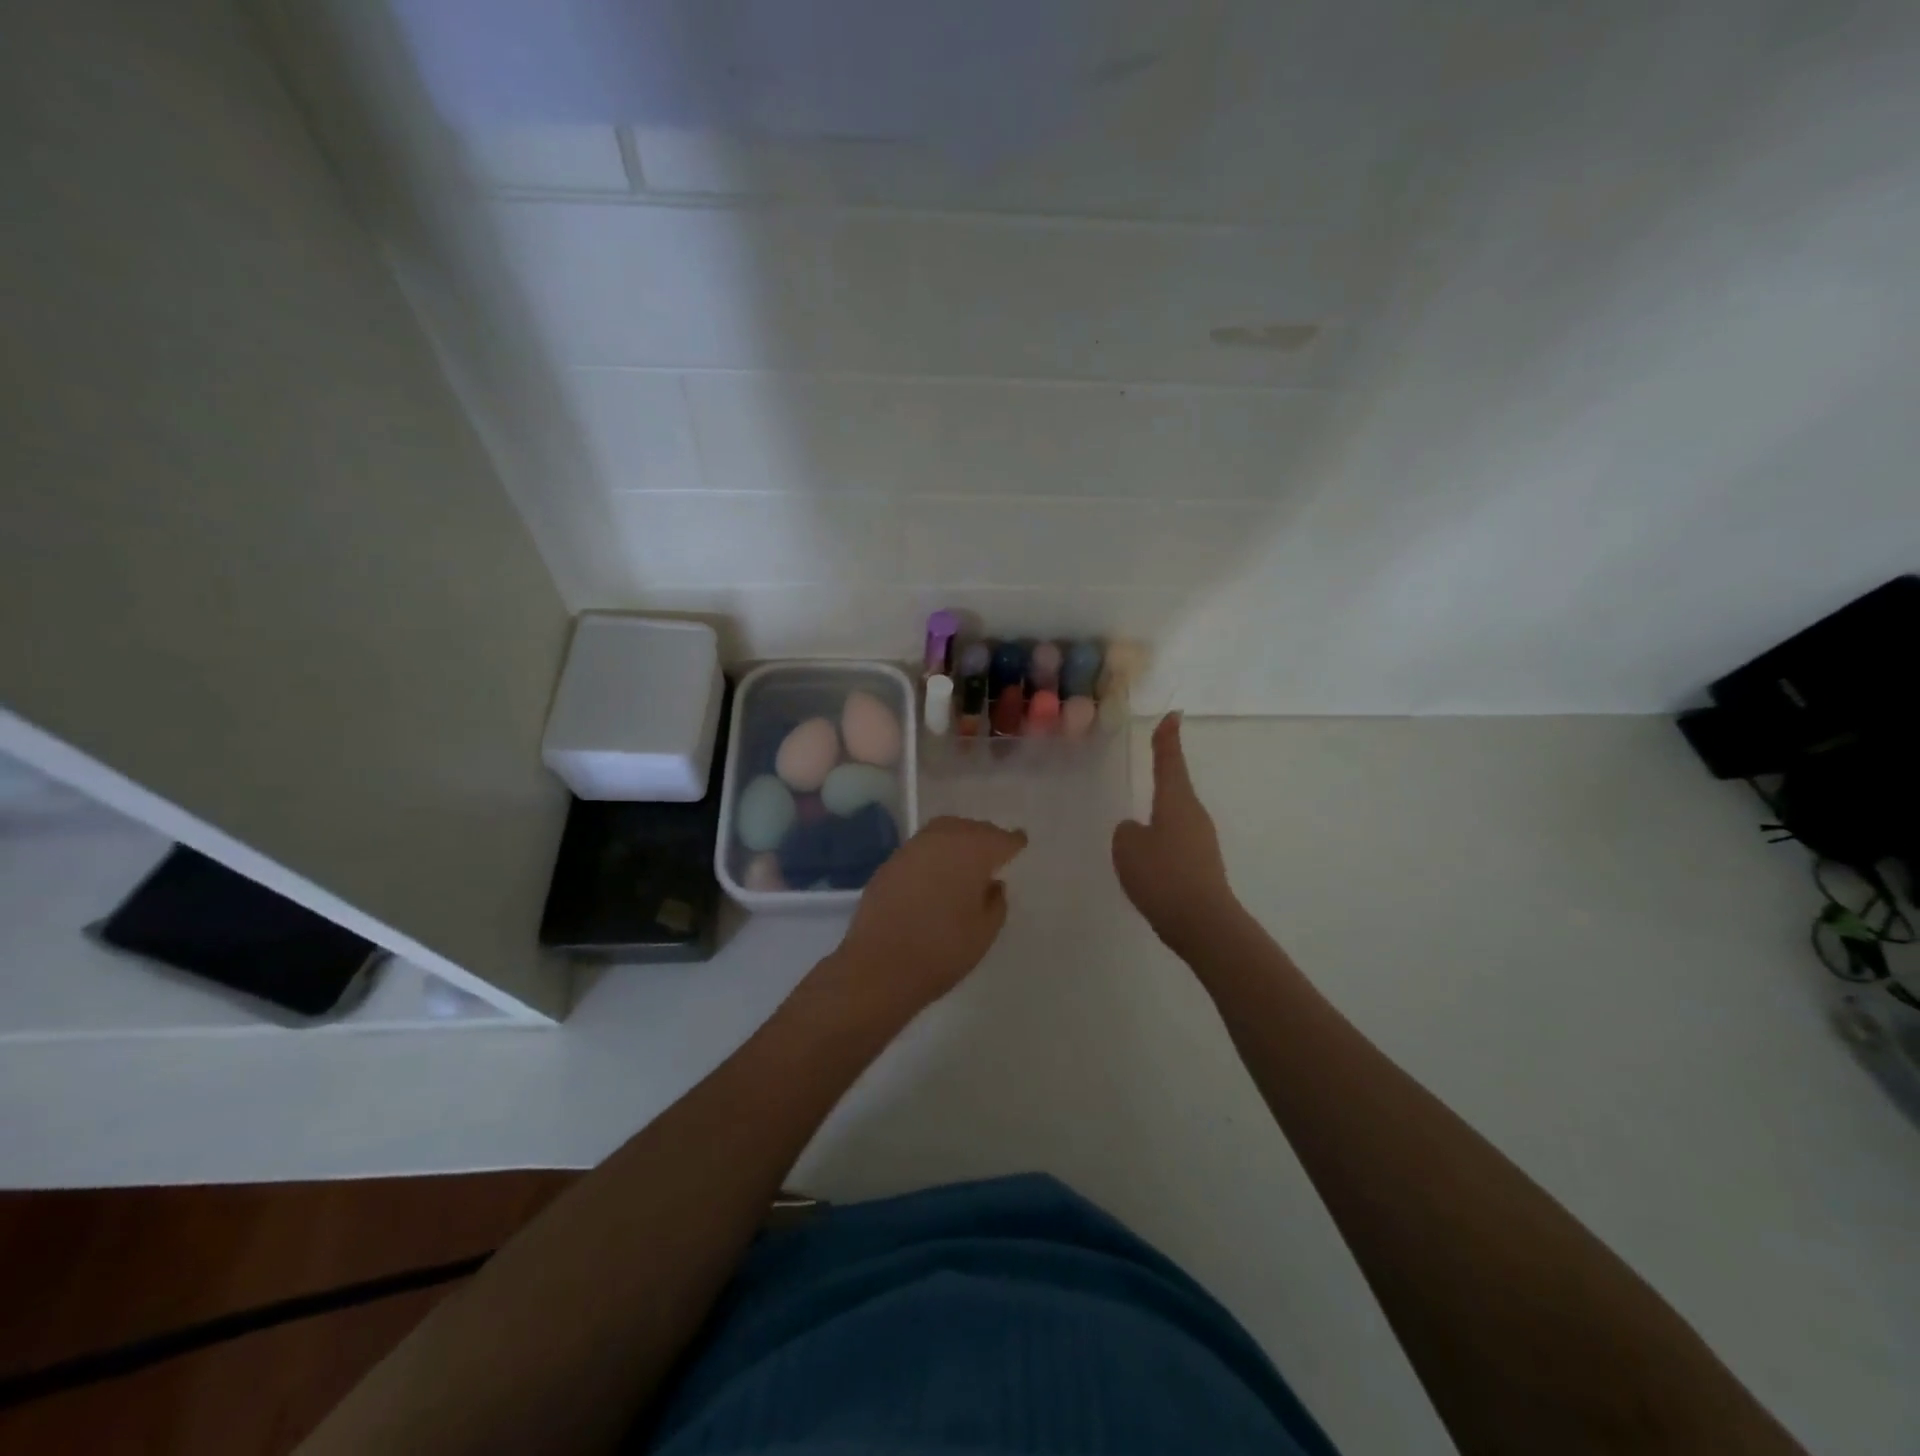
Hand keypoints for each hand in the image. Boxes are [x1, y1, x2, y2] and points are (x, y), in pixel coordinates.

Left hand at [823, 816, 1027, 1023]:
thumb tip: (992, 884)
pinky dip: (935, 853)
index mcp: (971, 852)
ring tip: (966, 859)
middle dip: (985, 836)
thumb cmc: (942, 950)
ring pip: (942, 831)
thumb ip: (995, 903)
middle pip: (970, 828)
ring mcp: (911, 849)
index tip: (1019, 843)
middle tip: (995, 850)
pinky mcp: (889, 863)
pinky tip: (937, 872)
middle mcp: (941, 840)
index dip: (1013, 842)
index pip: (1000, 839)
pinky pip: (921, 848)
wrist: (879, 966)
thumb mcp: (984, 932)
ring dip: (958, 839)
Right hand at [1112, 713, 1238, 955]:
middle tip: (1151, 763)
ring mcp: (1202, 841)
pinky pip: (1175, 845)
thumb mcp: (1128, 847)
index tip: (1173, 716)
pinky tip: (1148, 864)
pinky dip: (1161, 846)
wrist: (1202, 922)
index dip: (1167, 739)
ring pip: (1174, 819)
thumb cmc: (1162, 874)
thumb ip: (1127, 832)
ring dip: (1158, 818)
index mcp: (1176, 801)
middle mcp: (1194, 815)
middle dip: (1163, 778)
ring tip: (1137, 830)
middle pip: (1175, 789)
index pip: (1170, 762)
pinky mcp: (1202, 866)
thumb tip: (1136, 831)